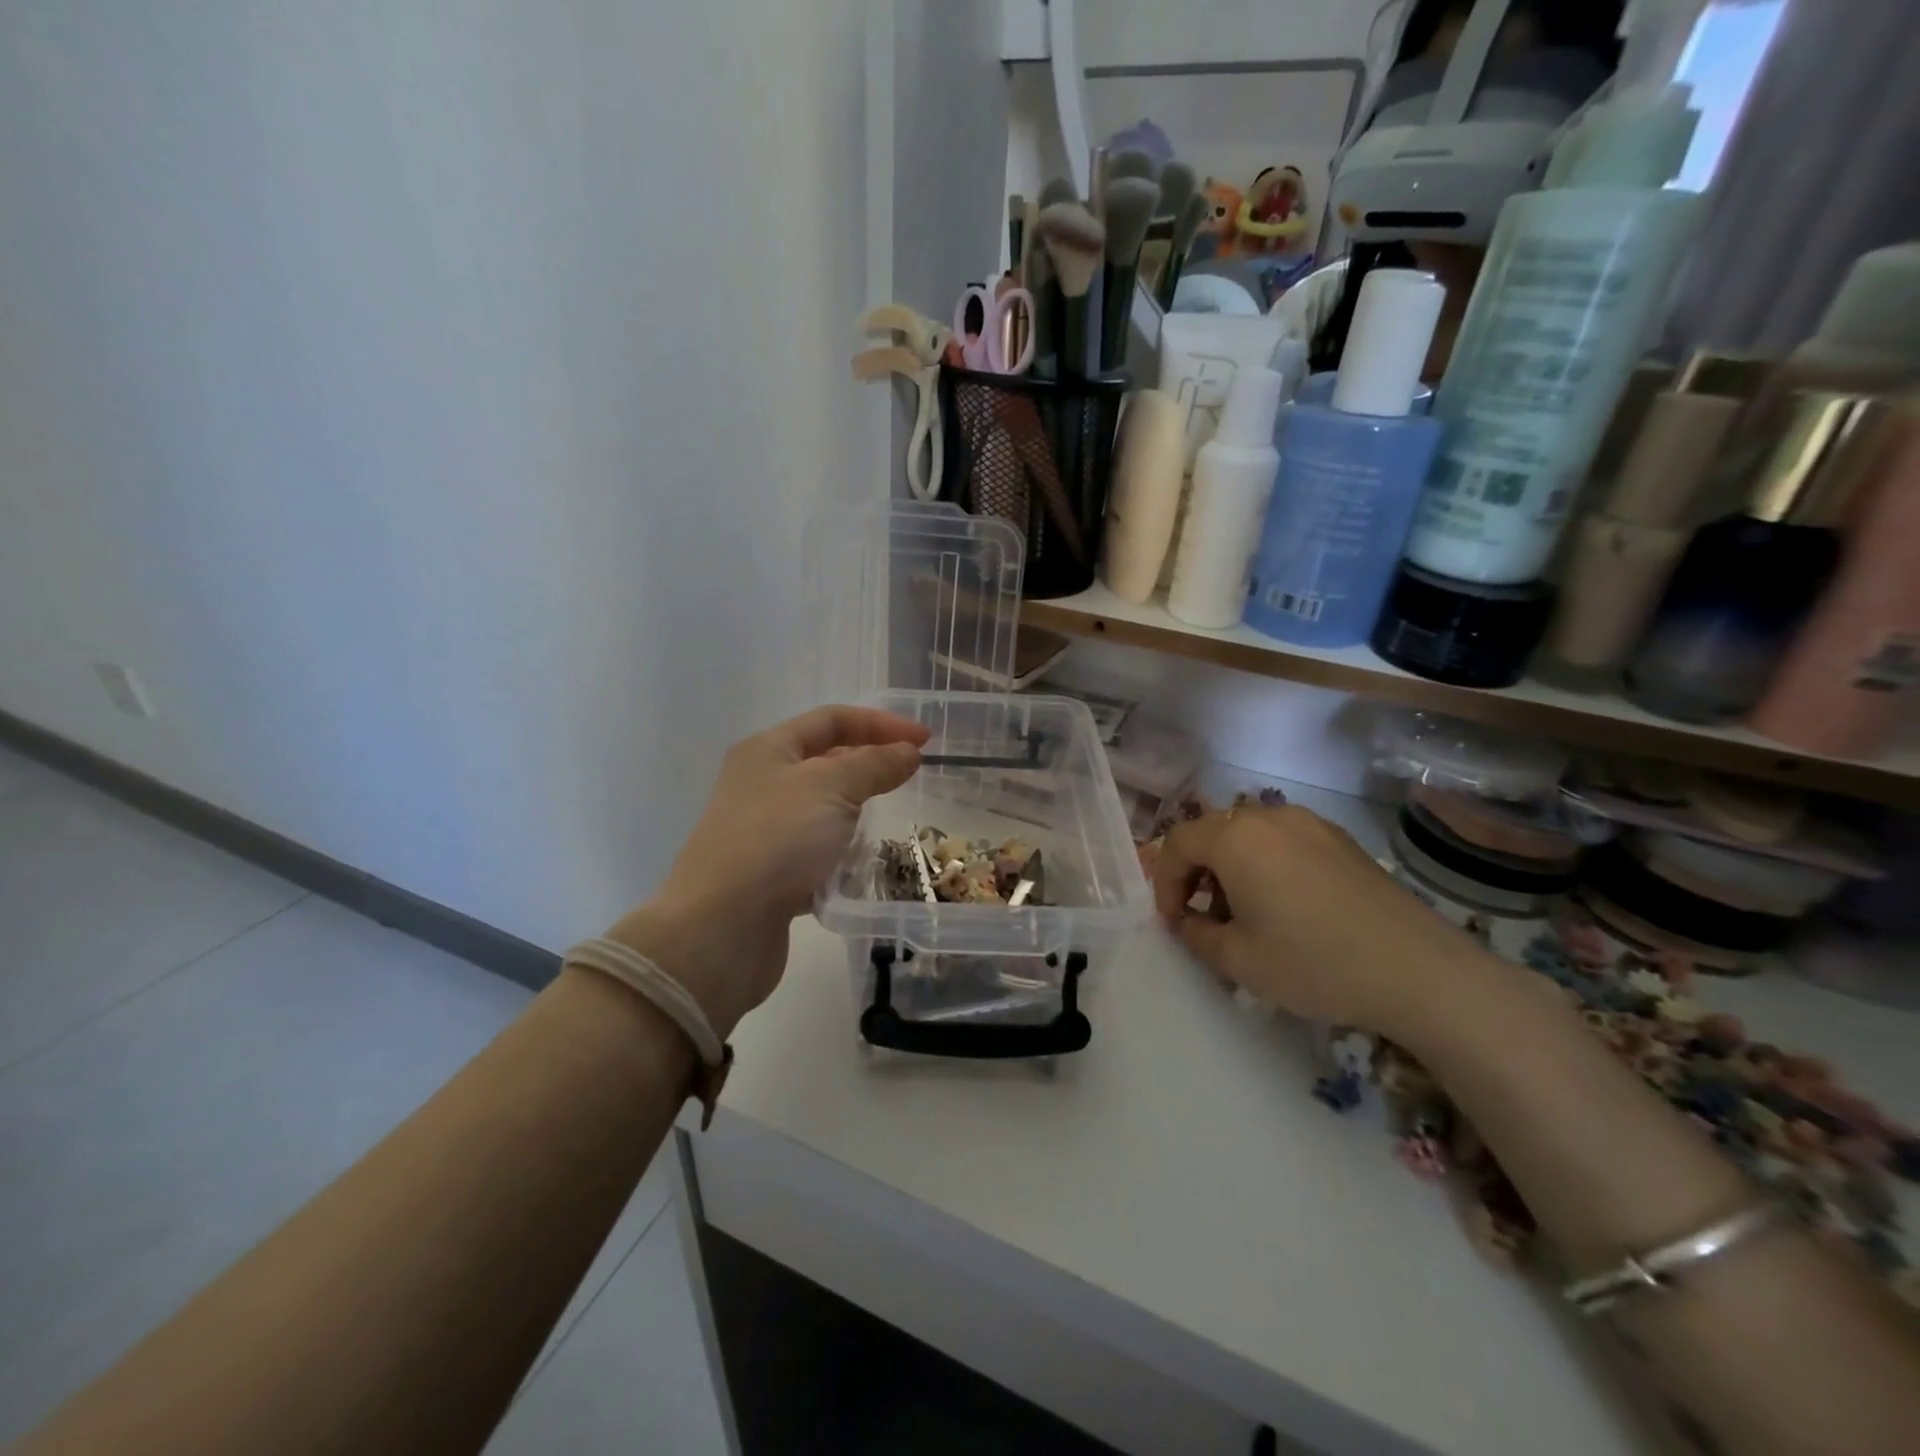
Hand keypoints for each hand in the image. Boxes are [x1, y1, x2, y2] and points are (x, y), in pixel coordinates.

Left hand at [605, 705, 928, 1036]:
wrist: (720, 929)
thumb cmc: (776, 841)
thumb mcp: (831, 788)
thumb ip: (874, 764)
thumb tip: (908, 752)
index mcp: (768, 750)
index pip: (832, 720)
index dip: (881, 724)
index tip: (925, 742)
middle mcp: (762, 783)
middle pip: (826, 761)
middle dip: (869, 766)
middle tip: (910, 779)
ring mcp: (764, 830)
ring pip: (823, 808)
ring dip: (856, 812)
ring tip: (885, 822)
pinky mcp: (771, 872)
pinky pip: (816, 850)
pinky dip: (841, 852)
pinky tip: (858, 866)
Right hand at [1153, 804, 1490, 1043]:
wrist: (1419, 970)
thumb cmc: (1314, 963)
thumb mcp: (1239, 960)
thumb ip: (1196, 934)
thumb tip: (1186, 920)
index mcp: (1236, 839)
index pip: (1178, 843)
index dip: (1165, 882)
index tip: (1173, 921)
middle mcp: (1269, 817)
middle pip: (1212, 833)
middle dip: (1197, 872)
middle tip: (1203, 917)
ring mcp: (1310, 824)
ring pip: (1249, 835)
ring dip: (1231, 867)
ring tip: (1245, 914)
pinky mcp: (1341, 840)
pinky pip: (1284, 841)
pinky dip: (1266, 864)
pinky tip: (1287, 906)